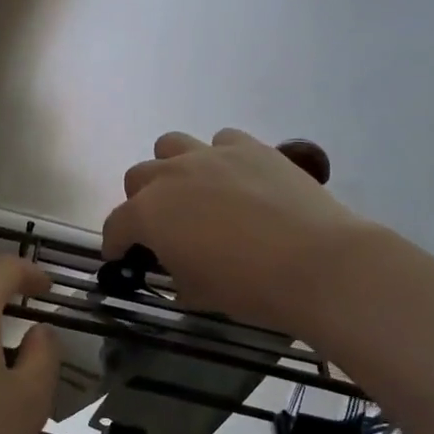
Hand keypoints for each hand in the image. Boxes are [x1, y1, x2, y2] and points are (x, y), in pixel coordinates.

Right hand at [102, 129, 375, 335]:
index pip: (116, 225)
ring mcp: (211, 155)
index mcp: (149, 214)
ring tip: (193, 192)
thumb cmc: (248, 287)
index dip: (115, 244)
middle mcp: (170, 175)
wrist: (317, 264)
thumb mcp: (196, 293)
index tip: (122, 257)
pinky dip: (219, 157)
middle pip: (137, 177)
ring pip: (171, 145)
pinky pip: (221, 140)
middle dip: (141, 202)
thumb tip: (175, 267)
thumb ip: (173, 274)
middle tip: (162, 227)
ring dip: (172, 167)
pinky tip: (235, 180)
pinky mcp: (250, 147)